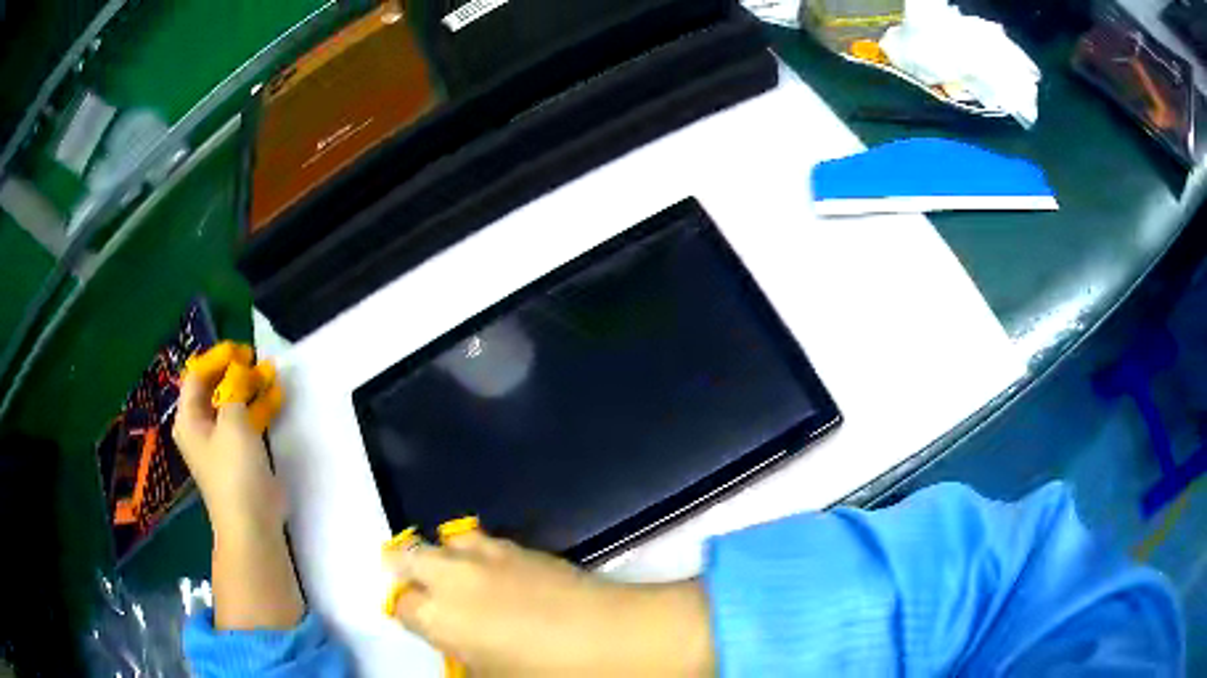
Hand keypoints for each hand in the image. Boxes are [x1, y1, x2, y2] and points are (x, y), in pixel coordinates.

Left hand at [172, 347, 284, 538]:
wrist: (252, 523)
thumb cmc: (234, 469)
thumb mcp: (233, 421)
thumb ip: (235, 388)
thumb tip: (239, 369)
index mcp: (189, 418)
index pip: (197, 375)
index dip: (217, 358)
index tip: (242, 350)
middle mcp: (201, 428)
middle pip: (215, 388)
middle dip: (236, 372)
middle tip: (257, 359)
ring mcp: (221, 443)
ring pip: (233, 405)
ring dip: (250, 387)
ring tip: (272, 373)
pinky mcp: (241, 456)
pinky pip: (246, 422)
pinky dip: (258, 408)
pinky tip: (276, 397)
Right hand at [383, 531, 714, 675]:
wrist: (614, 637)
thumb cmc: (549, 674)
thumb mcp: (496, 677)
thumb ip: (466, 660)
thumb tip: (461, 650)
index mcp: (439, 617)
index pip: (401, 606)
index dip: (405, 612)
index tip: (414, 619)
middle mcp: (454, 578)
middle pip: (409, 556)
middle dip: (403, 566)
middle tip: (411, 581)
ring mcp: (489, 557)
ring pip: (445, 540)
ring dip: (440, 554)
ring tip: (449, 571)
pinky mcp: (522, 548)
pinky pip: (484, 541)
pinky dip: (475, 552)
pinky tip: (489, 569)